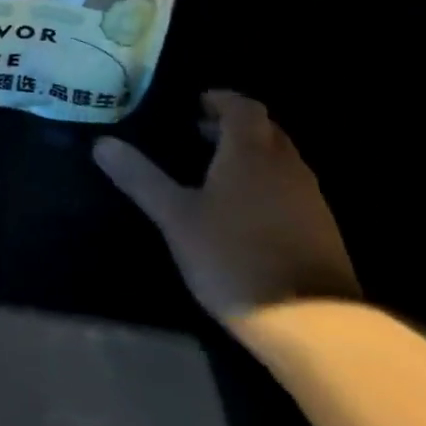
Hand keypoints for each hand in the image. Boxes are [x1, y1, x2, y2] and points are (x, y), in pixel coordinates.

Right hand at [94, 90, 359, 330]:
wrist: (312, 325)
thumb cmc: (234, 258)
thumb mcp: (176, 218)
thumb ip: (141, 178)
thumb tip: (101, 143)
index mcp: (250, 152)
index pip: (243, 106)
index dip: (220, 101)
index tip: (195, 107)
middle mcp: (286, 165)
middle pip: (265, 130)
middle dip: (234, 128)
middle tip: (200, 138)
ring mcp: (310, 199)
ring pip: (280, 161)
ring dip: (253, 158)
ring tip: (218, 177)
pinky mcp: (323, 231)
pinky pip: (292, 191)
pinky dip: (268, 187)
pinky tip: (247, 216)